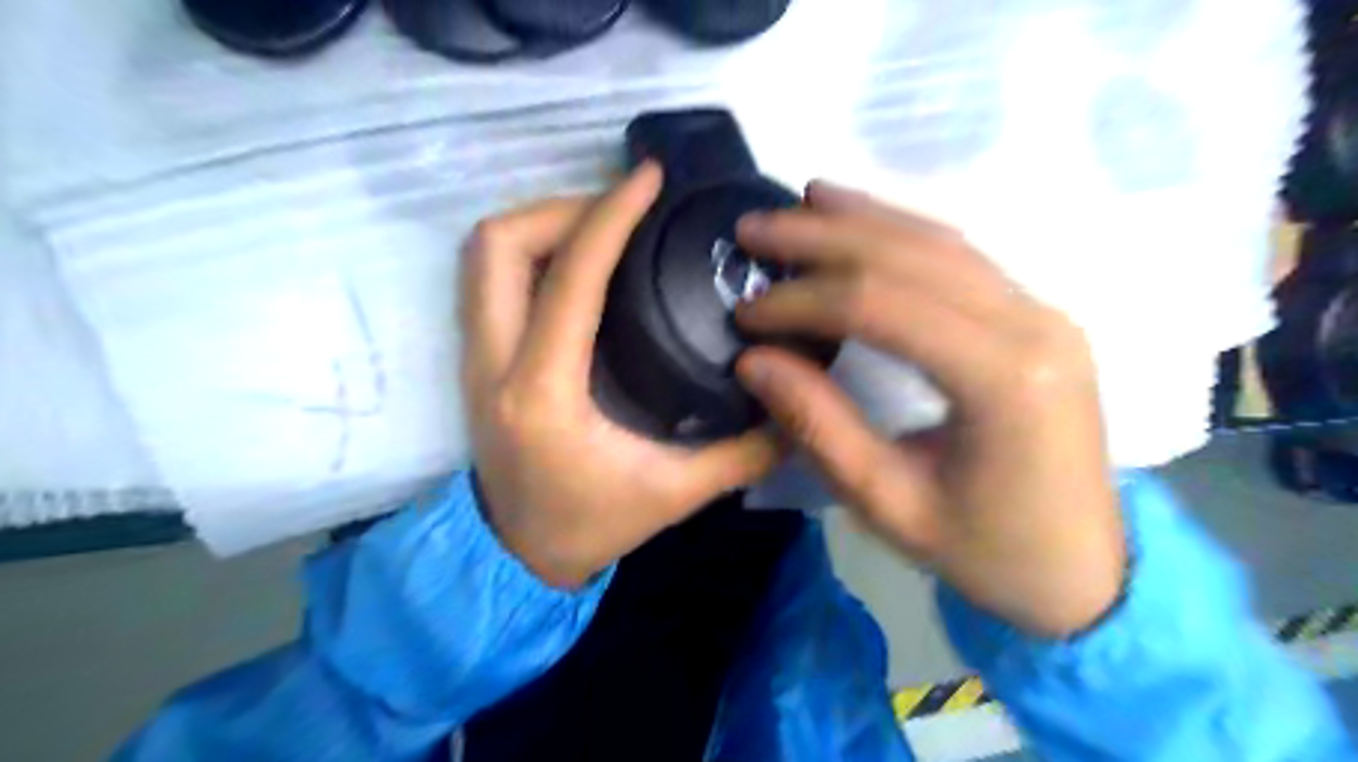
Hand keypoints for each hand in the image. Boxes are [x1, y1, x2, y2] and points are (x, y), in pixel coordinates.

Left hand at [463, 163, 779, 589]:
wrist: (515, 556)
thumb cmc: (588, 526)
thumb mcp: (674, 495)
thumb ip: (741, 453)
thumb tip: (794, 408)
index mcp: (543, 393)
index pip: (571, 279)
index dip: (609, 216)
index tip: (647, 179)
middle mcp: (494, 364)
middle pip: (497, 245)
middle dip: (561, 208)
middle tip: (620, 213)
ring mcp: (474, 358)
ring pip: (482, 255)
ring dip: (540, 225)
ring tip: (601, 230)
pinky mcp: (476, 358)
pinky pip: (488, 278)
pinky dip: (530, 252)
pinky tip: (578, 266)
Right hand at [732, 180, 1125, 633]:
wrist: (1082, 571)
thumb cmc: (987, 551)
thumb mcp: (889, 503)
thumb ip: (819, 425)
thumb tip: (753, 361)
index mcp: (1003, 380)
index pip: (883, 306)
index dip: (803, 300)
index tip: (745, 313)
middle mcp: (1032, 324)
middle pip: (910, 255)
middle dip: (821, 237)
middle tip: (753, 228)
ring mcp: (1042, 312)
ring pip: (938, 240)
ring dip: (861, 218)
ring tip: (798, 202)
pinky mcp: (1035, 315)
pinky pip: (960, 257)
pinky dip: (901, 231)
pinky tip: (861, 219)